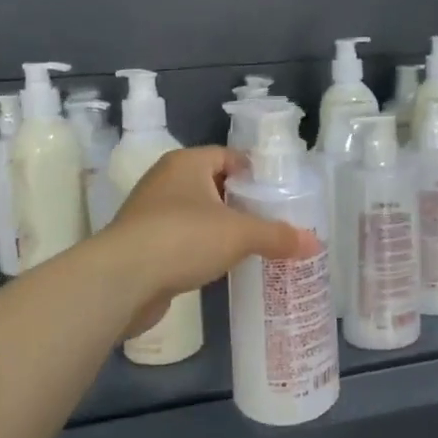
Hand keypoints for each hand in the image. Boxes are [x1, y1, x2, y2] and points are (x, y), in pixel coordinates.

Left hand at [98, 147, 318, 337]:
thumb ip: (277, 236)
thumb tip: (315, 243)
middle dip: (241, 202)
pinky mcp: (143, 244)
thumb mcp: (239, 234)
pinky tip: (221, 265)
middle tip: (272, 221)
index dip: (255, 173)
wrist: (121, 280)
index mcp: (186, 163)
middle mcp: (165, 181)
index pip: (228, 156)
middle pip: (213, 185)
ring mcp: (150, 213)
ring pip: (197, 214)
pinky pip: (182, 239)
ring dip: (221, 227)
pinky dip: (201, 248)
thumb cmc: (183, 238)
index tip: (279, 194)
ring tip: (253, 245)